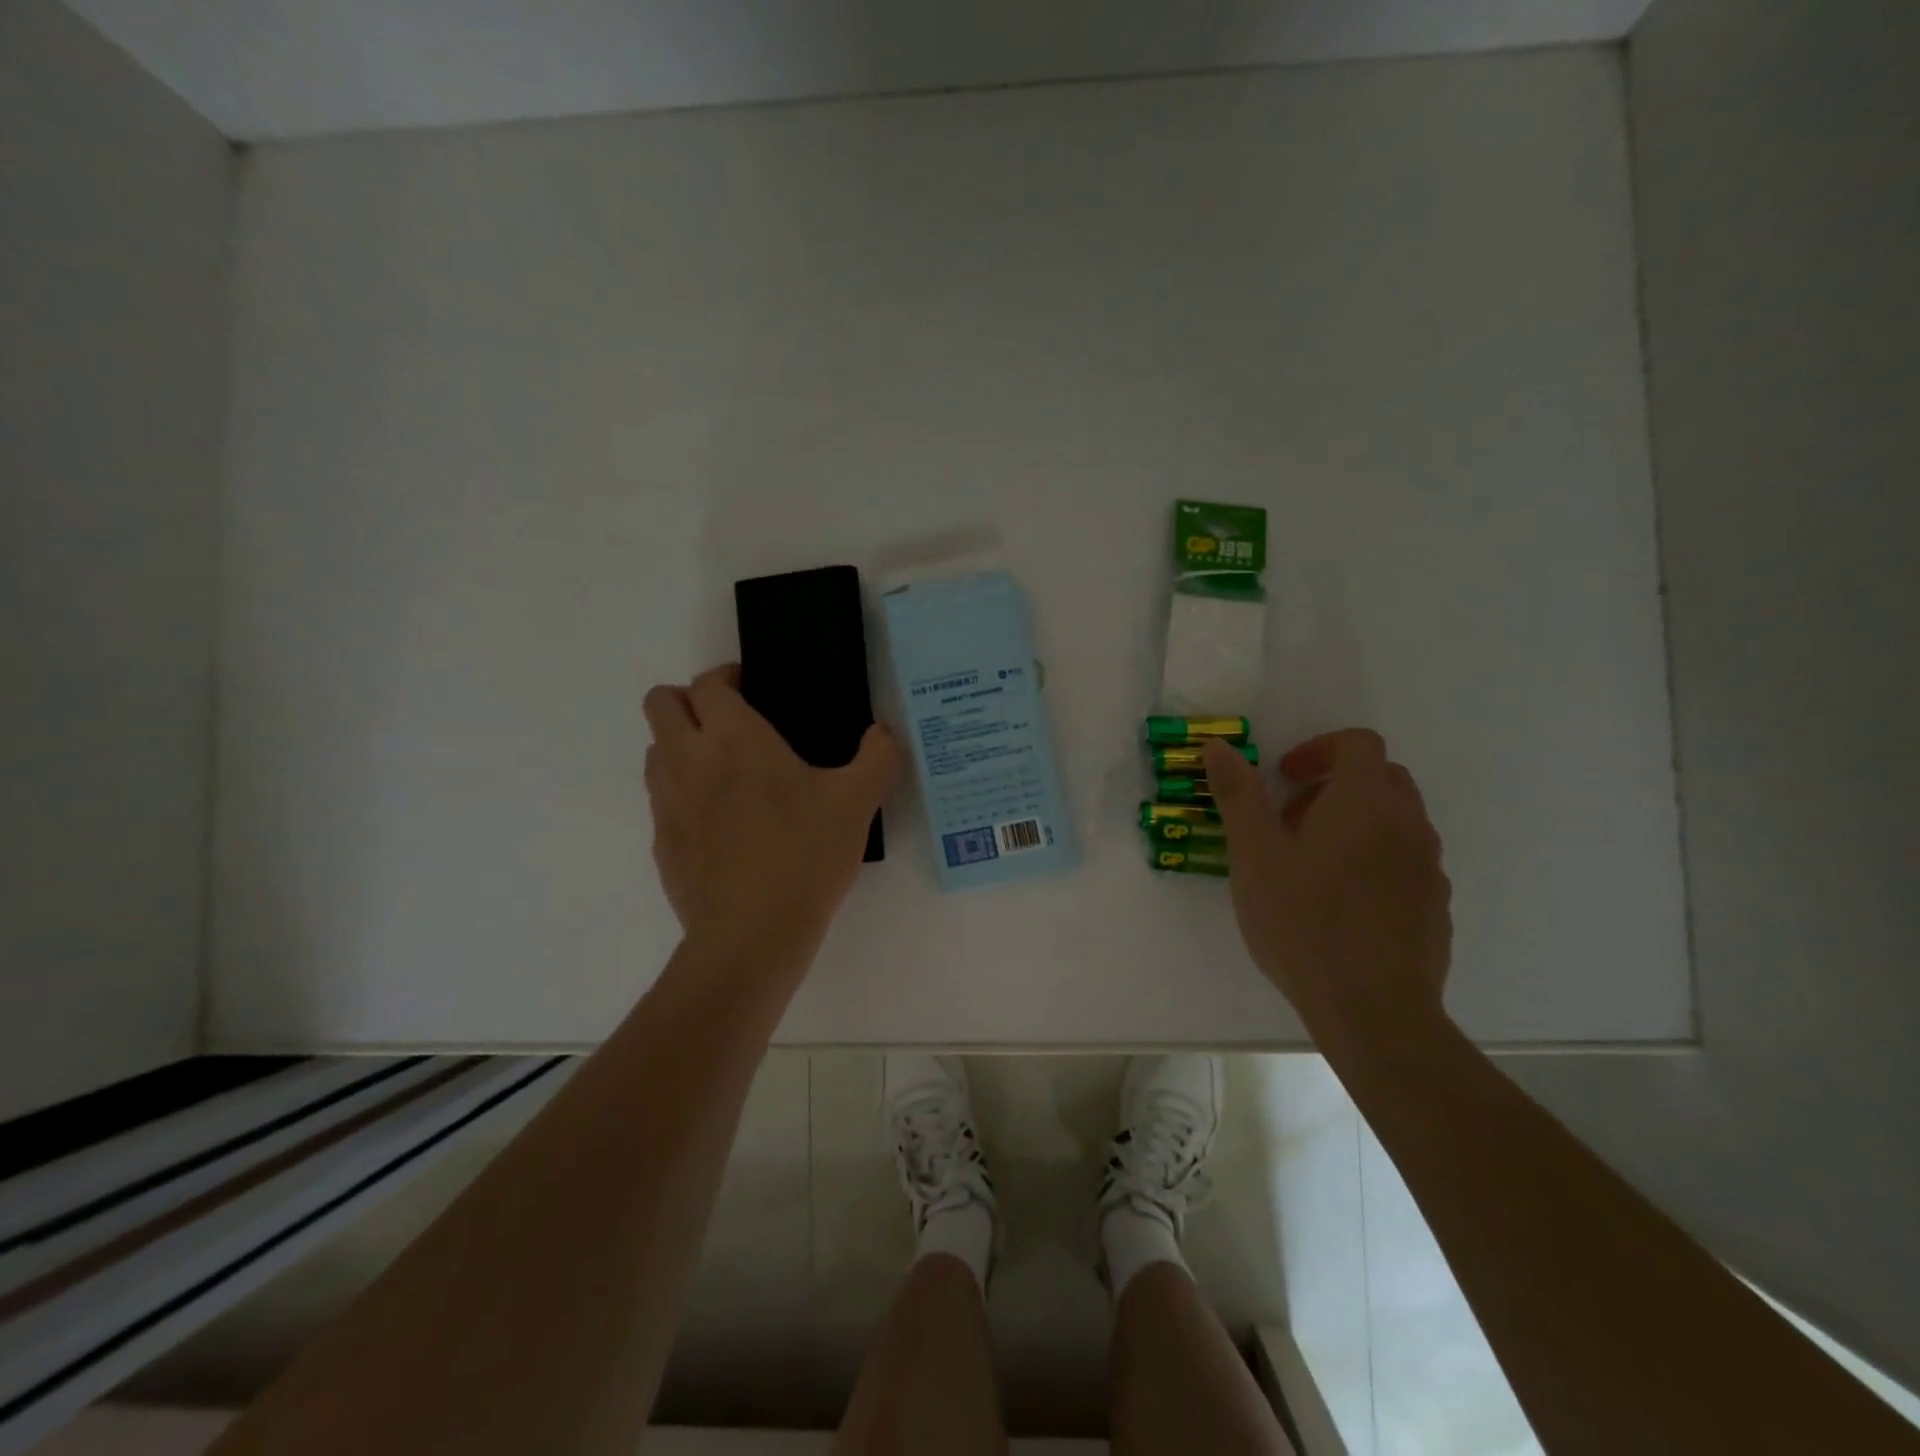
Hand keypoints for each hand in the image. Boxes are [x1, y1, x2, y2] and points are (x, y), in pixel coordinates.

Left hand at [643, 664, 901, 953]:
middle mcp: (689, 761)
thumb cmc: (805, 855)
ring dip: (681, 746)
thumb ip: (878, 757)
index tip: (751, 688)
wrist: (752, 935)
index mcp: (734, 739)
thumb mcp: (858, 803)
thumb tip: (883, 732)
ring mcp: (668, 805)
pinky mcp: (662, 845)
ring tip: (725, 771)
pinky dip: (683, 796)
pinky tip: (722, 825)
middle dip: (689, 701)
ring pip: (655, 751)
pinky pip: (662, 802)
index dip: (726, 677)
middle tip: (731, 723)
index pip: (707, 684)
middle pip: (660, 704)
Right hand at [1203, 730, 1450, 1022]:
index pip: (1358, 744)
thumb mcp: (1254, 856)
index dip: (1319, 749)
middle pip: (1383, 778)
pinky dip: (1376, 860)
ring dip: (1357, 822)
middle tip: (1293, 819)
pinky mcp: (1436, 906)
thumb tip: (1218, 746)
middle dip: (1336, 784)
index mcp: (1365, 802)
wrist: (1374, 1010)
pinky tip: (1342, 904)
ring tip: (1313, 864)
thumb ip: (1238, 795)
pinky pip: (1407, 862)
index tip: (1284, 778)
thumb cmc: (1303, 922)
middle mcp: (1408, 825)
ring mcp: (1429, 867)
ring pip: (1397, 821)